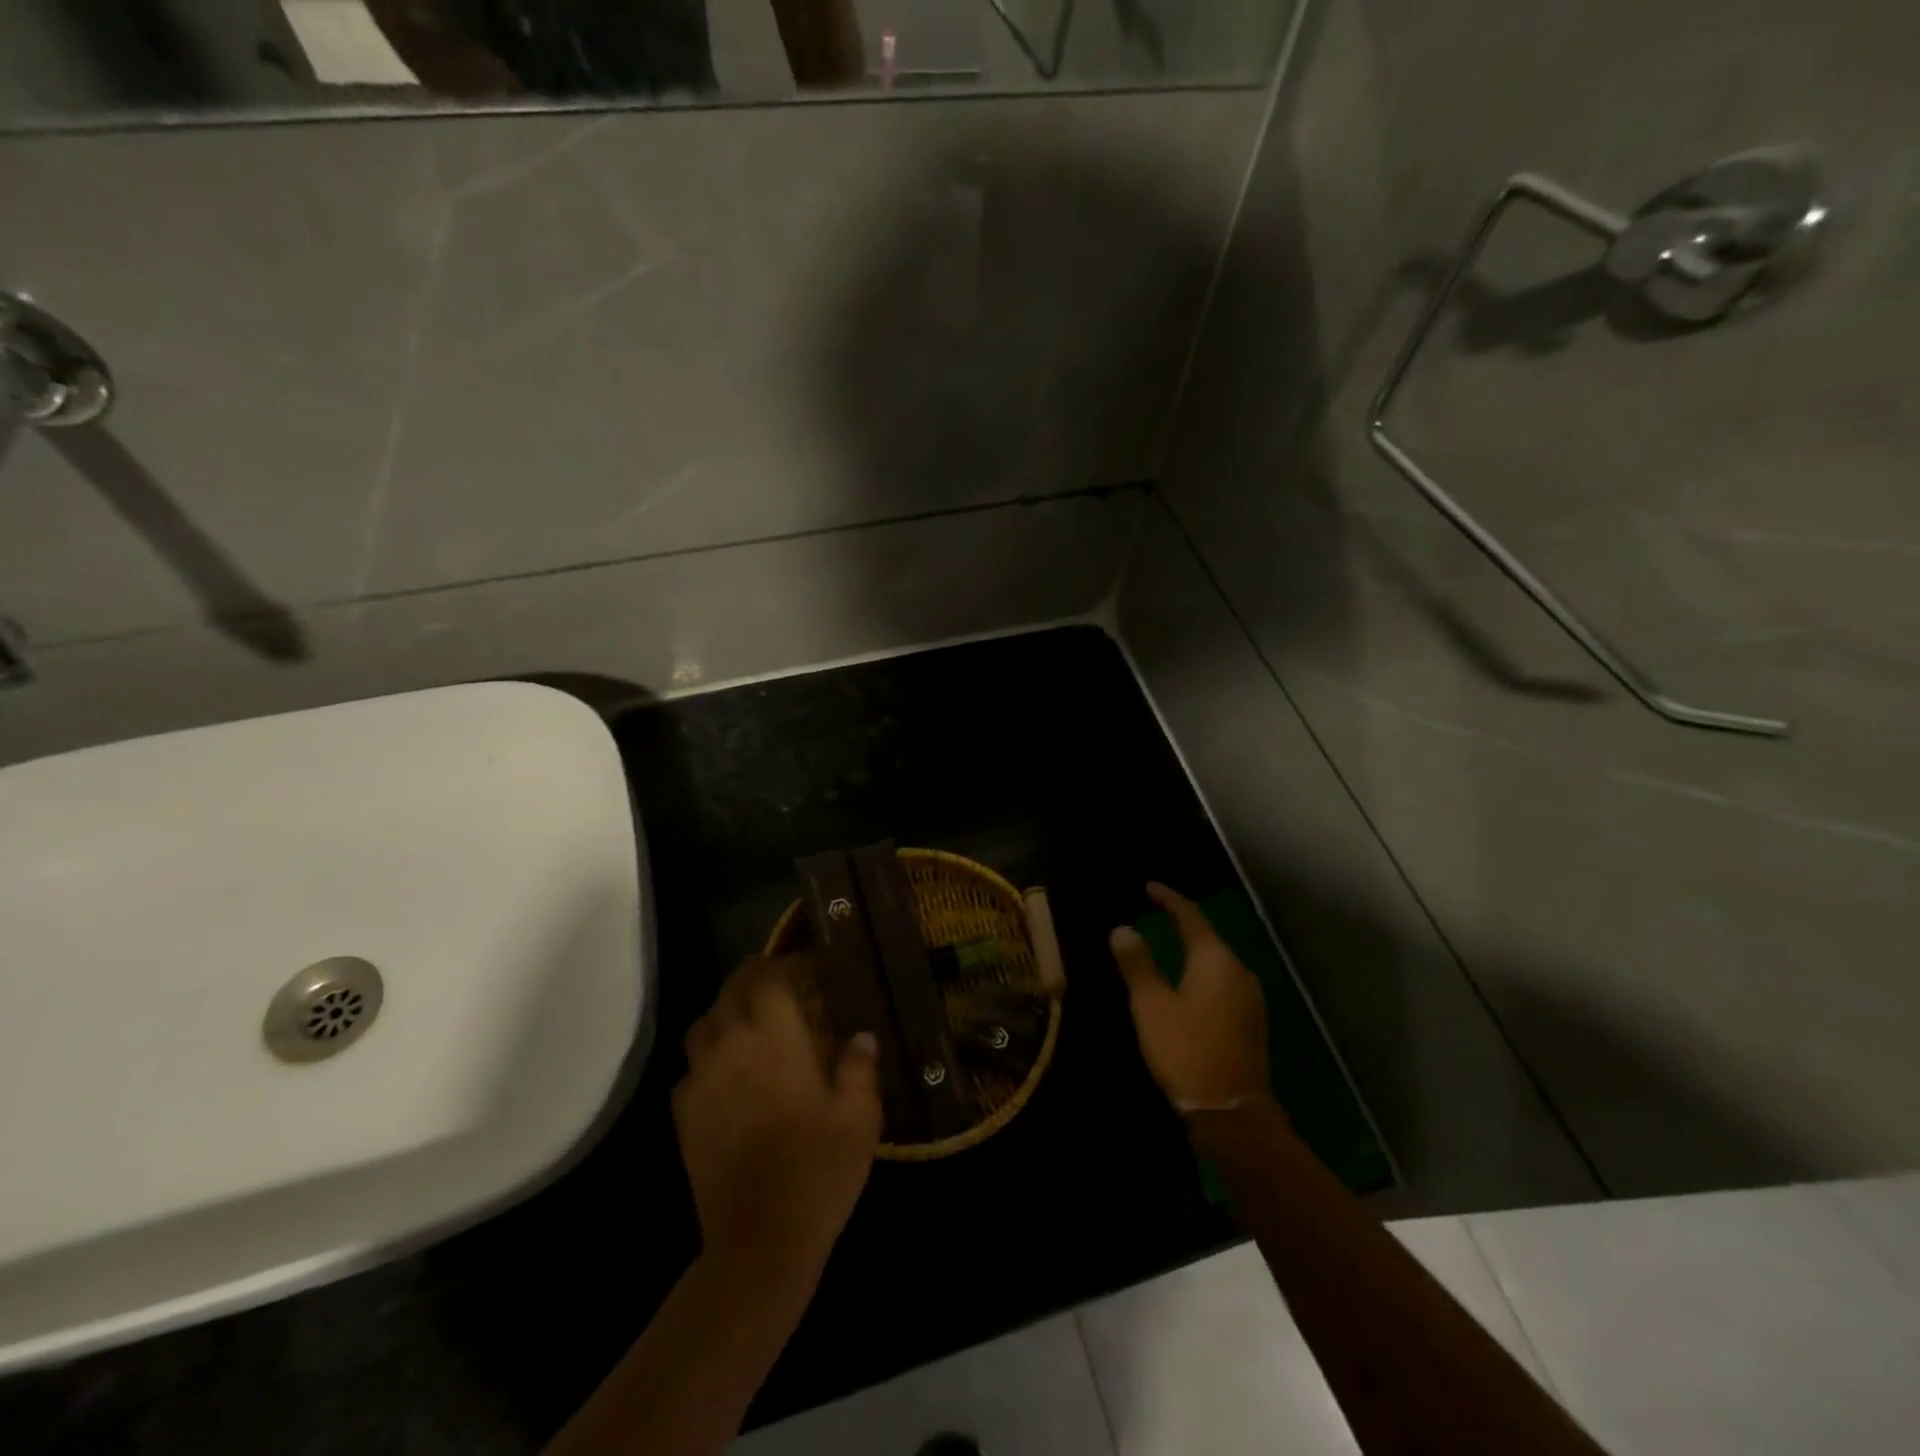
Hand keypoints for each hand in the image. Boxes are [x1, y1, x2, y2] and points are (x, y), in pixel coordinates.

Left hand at [674, 957, 881, 1289]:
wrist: (760, 1241)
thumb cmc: (819, 1169)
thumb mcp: (859, 1117)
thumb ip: (859, 1067)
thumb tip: (862, 1036)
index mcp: (774, 1037)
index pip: (766, 977)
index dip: (783, 962)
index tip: (806, 966)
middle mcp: (731, 1046)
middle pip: (730, 992)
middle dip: (753, 980)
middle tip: (780, 987)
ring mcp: (701, 1080)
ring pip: (703, 1026)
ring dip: (725, 1014)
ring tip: (750, 1026)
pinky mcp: (684, 1115)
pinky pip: (690, 1069)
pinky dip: (708, 1060)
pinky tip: (728, 1078)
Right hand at [1110, 883, 1270, 1111]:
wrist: (1232, 1113)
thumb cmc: (1186, 1051)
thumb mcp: (1151, 1005)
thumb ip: (1138, 964)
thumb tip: (1122, 929)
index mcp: (1215, 960)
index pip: (1190, 916)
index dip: (1169, 899)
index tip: (1149, 887)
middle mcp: (1239, 971)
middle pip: (1208, 936)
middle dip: (1182, 922)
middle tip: (1155, 912)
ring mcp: (1250, 997)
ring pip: (1217, 961)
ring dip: (1193, 949)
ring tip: (1168, 943)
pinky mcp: (1251, 1020)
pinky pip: (1223, 981)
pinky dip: (1202, 972)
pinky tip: (1189, 981)